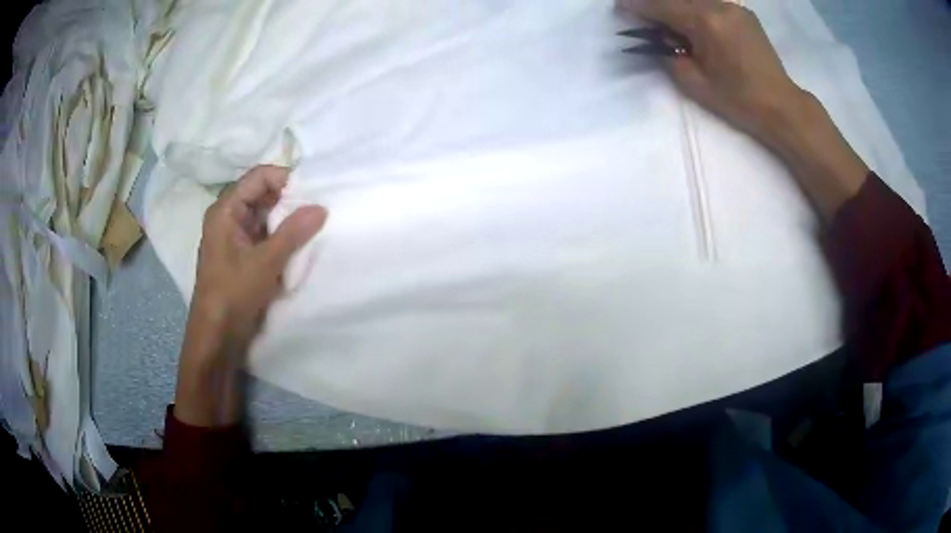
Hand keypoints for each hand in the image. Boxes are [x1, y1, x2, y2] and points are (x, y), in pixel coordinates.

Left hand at [175, 165, 326, 426]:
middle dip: (288, 199)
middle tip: (316, 210)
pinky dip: (280, 235)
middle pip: (261, 193)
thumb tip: (321, 207)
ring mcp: (233, 236)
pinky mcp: (240, 254)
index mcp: (225, 210)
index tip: (312, 194)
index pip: (259, 177)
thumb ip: (293, 232)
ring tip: (311, 226)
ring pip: (264, 215)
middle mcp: (227, 217)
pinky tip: (298, 244)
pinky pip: (262, 234)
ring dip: (285, 219)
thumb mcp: (265, 262)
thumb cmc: (233, 294)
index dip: (285, 179)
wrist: (216, 335)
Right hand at [617, 0, 803, 141]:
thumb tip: (658, 38)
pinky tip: (696, 26)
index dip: (638, 5)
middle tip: (646, 18)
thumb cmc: (739, 100)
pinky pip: (710, 4)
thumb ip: (669, 55)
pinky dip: (696, 10)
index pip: (662, 6)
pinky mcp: (743, 13)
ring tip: (673, 27)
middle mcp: (719, 6)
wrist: (781, 106)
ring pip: (695, 0)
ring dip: (678, 8)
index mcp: (705, 22)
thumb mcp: (695, 84)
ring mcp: (734, 7)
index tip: (621, 7)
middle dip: (658, 6)